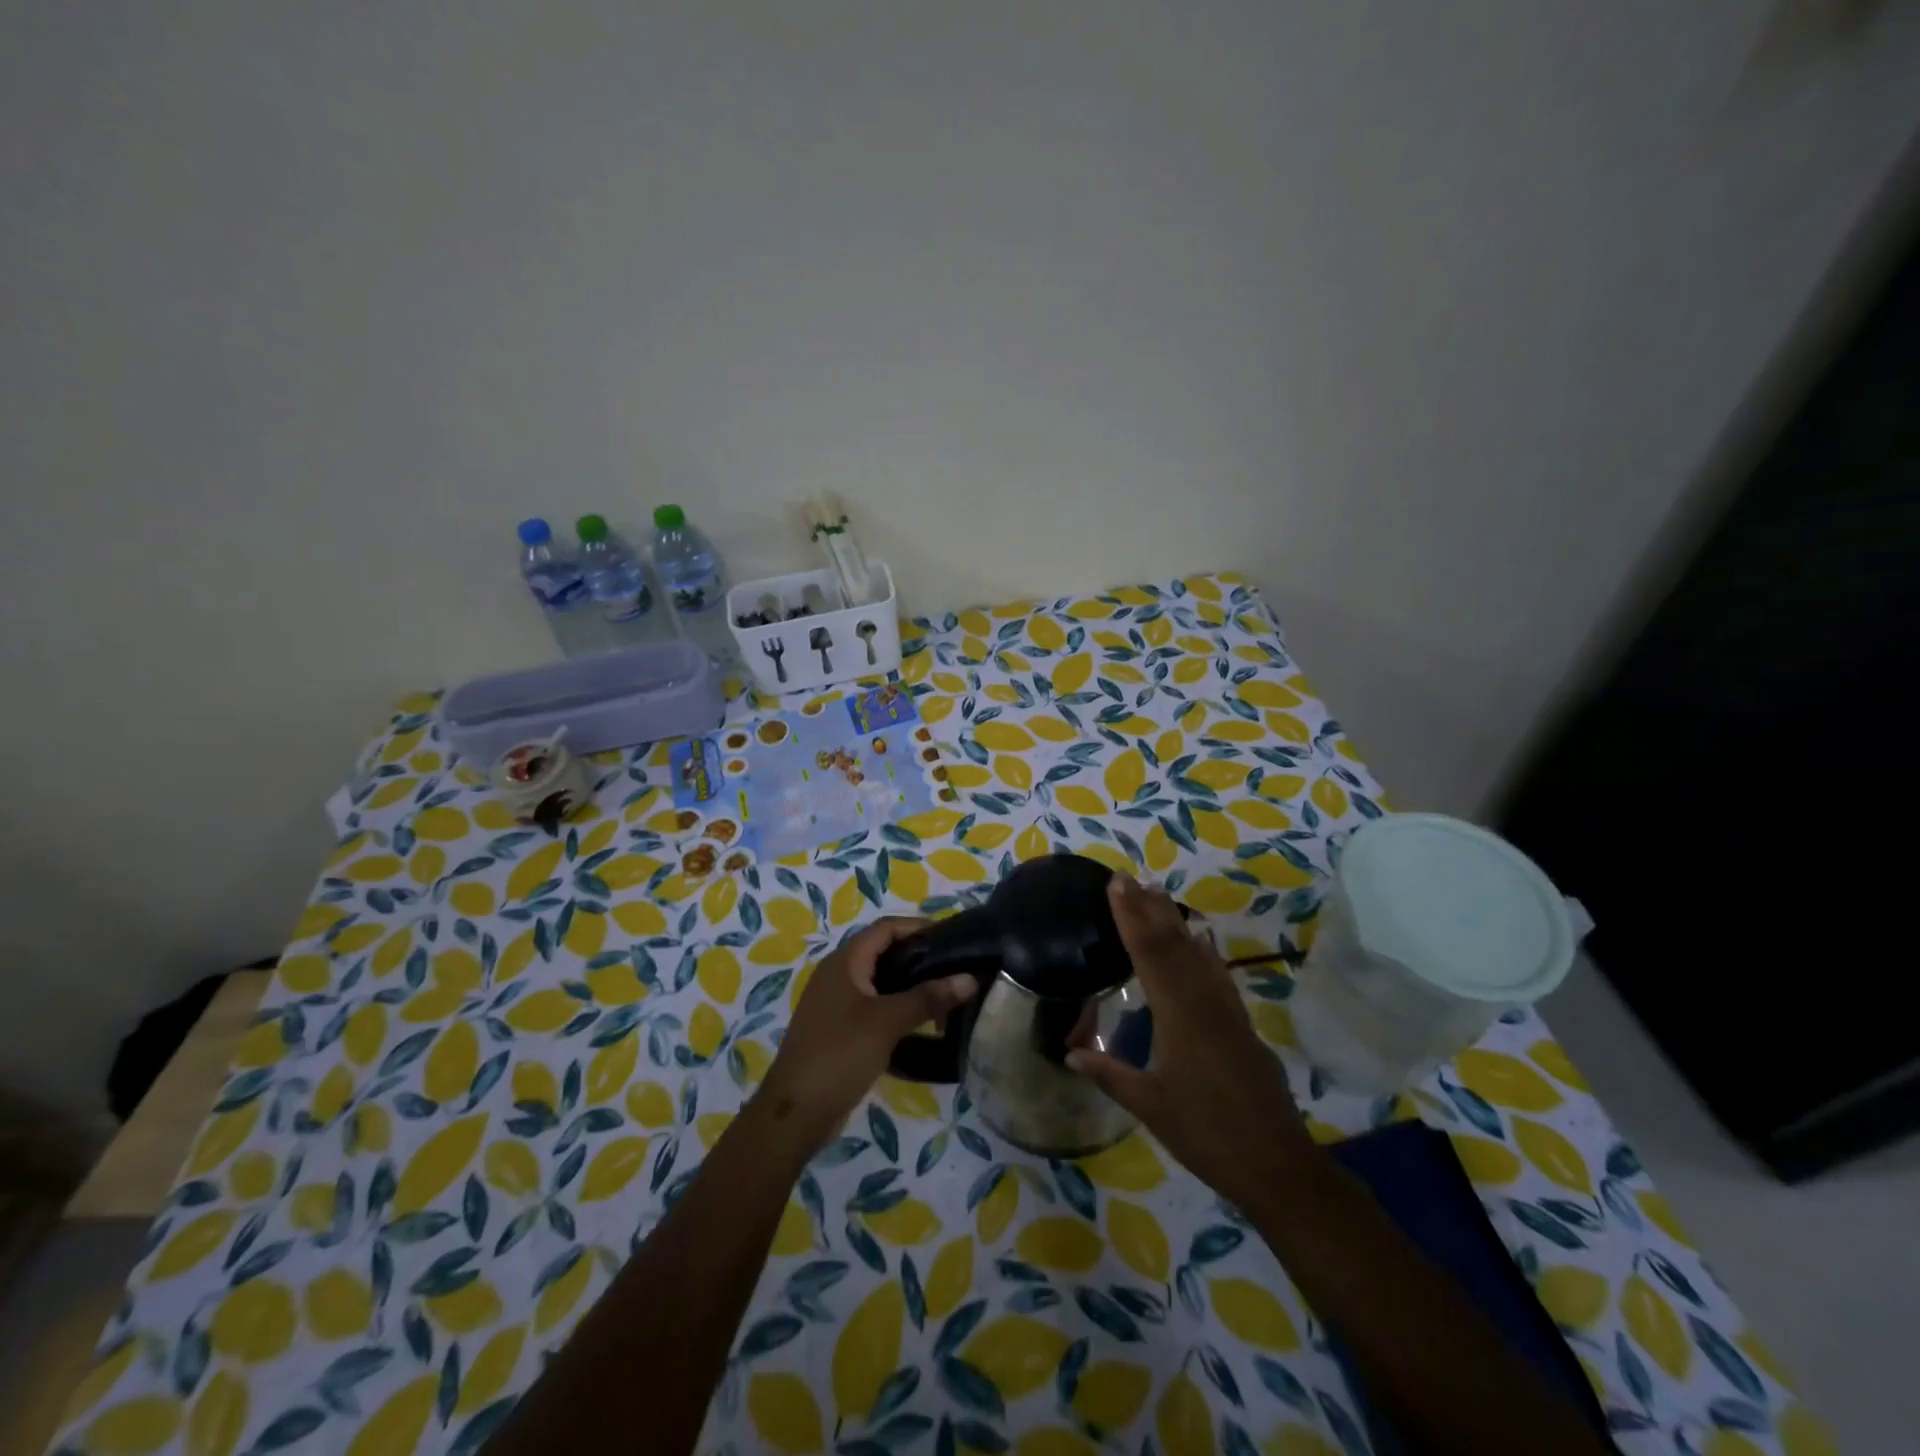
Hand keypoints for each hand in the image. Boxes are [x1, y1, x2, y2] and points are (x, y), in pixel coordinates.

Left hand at [755, 917, 977, 1150]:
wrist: (796, 1113)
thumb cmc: (839, 1054)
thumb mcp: (887, 1022)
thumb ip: (928, 997)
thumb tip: (970, 978)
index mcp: (844, 961)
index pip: (886, 928)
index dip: (918, 927)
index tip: (953, 937)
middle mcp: (838, 975)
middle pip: (884, 953)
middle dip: (920, 958)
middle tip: (955, 967)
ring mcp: (837, 1004)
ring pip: (881, 983)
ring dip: (911, 987)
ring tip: (946, 996)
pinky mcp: (840, 1030)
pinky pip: (875, 1008)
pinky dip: (899, 1010)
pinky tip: (924, 1026)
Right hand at [1068, 875, 1316, 1212]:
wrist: (1277, 1164)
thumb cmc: (1207, 1135)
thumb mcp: (1151, 1107)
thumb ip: (1111, 1075)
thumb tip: (1071, 1053)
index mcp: (1179, 1016)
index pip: (1149, 954)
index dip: (1130, 917)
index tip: (1116, 885)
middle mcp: (1204, 1002)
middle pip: (1173, 943)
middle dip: (1148, 908)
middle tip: (1128, 878)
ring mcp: (1227, 1010)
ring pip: (1197, 953)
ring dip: (1174, 921)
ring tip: (1156, 894)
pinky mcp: (1241, 1023)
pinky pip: (1218, 973)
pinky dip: (1204, 949)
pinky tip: (1201, 939)